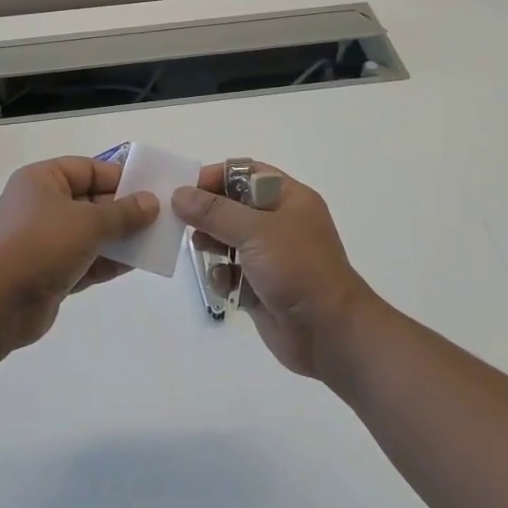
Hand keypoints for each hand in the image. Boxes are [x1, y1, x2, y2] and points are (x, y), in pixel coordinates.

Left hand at [0, 156, 157, 350]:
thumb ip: (124, 212)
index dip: (118, 178)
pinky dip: (107, 262)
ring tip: (155, 242)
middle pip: (90, 201)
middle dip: (123, 211)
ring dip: (119, 238)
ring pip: (89, 233)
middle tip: (159, 218)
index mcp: (42, 180)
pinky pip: (85, 261)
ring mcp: (43, 241)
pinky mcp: (48, 272)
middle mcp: (40, 206)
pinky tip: (137, 264)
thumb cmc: (41, 245)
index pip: (87, 169)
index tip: (150, 190)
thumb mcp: (89, 222)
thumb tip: (151, 202)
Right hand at [173, 164, 377, 379]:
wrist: (329, 333)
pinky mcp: (260, 285)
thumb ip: (214, 212)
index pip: (245, 174)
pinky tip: (224, 284)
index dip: (215, 177)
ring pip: (227, 239)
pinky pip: (231, 272)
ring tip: (201, 249)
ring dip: (211, 244)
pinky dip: (223, 276)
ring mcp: (270, 255)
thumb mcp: (255, 232)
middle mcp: (279, 222)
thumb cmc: (297, 269)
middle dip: (207, 214)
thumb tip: (179, 193)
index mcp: (288, 199)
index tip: (185, 189)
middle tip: (182, 221)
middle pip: (232, 206)